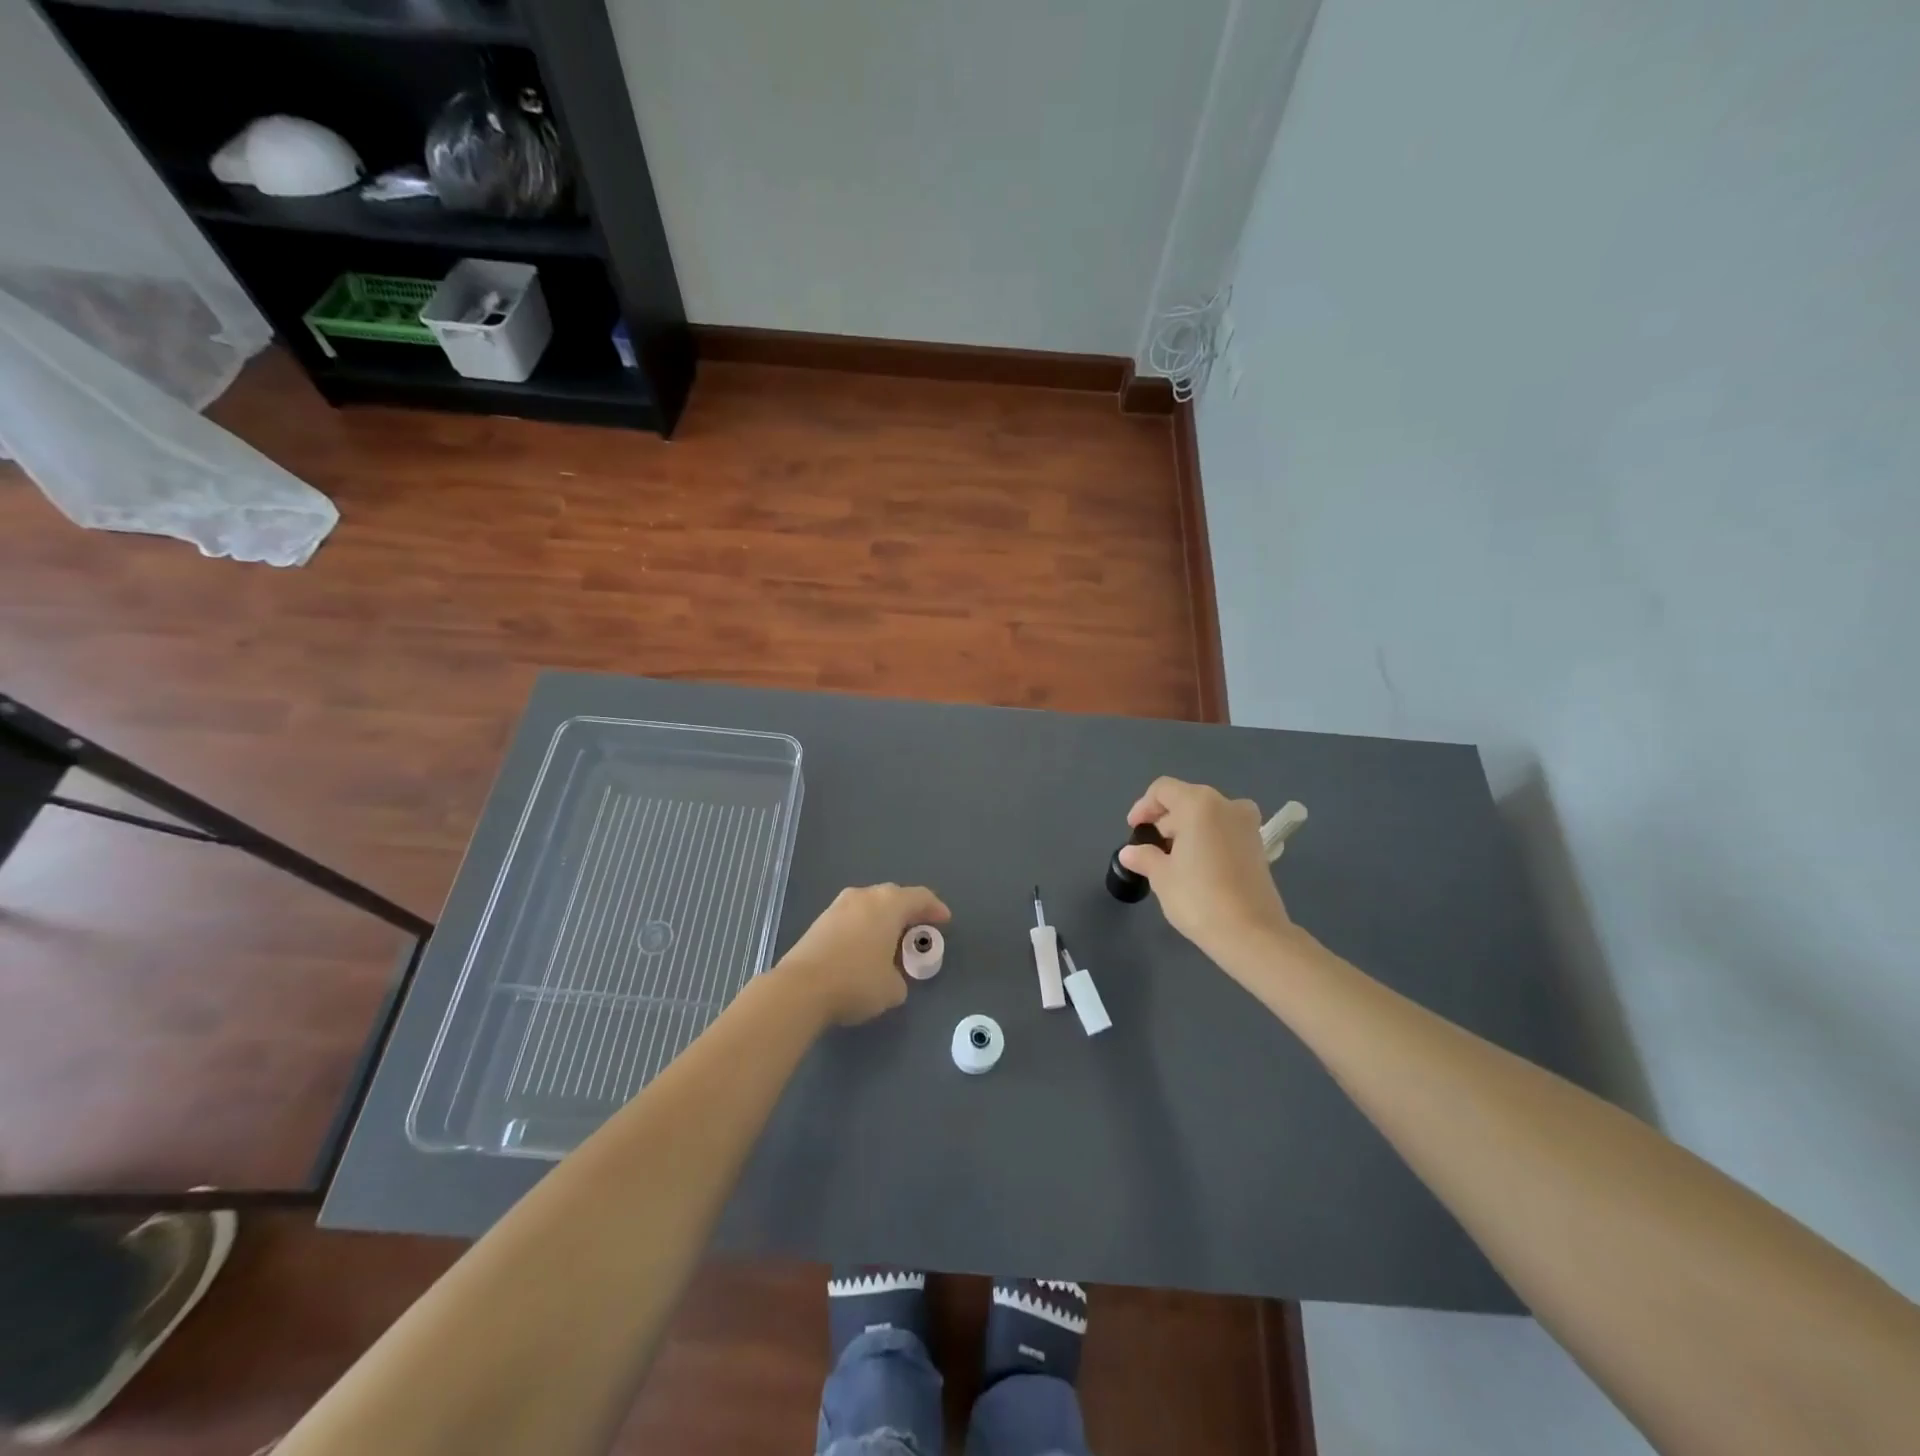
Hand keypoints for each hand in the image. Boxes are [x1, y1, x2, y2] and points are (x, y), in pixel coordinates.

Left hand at [776, 883, 950, 1026]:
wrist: (800, 988)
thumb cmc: (856, 982)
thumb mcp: (893, 988)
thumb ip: (901, 977)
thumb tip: (892, 976)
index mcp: (889, 904)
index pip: (920, 897)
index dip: (935, 908)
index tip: (944, 921)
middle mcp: (865, 896)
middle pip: (894, 896)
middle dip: (908, 912)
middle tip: (918, 930)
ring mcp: (839, 906)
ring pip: (870, 905)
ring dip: (883, 919)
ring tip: (890, 941)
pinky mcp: (820, 921)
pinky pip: (852, 917)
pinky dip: (864, 927)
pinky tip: (864, 948)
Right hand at [1119, 777, 1294, 972]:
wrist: (1252, 934)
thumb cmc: (1198, 897)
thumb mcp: (1162, 876)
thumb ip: (1144, 857)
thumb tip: (1130, 853)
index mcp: (1199, 804)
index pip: (1163, 790)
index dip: (1143, 807)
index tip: (1134, 830)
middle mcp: (1227, 805)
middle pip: (1187, 800)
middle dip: (1165, 820)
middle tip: (1151, 848)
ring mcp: (1247, 824)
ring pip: (1208, 815)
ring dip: (1187, 830)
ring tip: (1172, 859)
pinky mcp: (1258, 846)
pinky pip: (1224, 830)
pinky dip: (1207, 839)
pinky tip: (1196, 866)